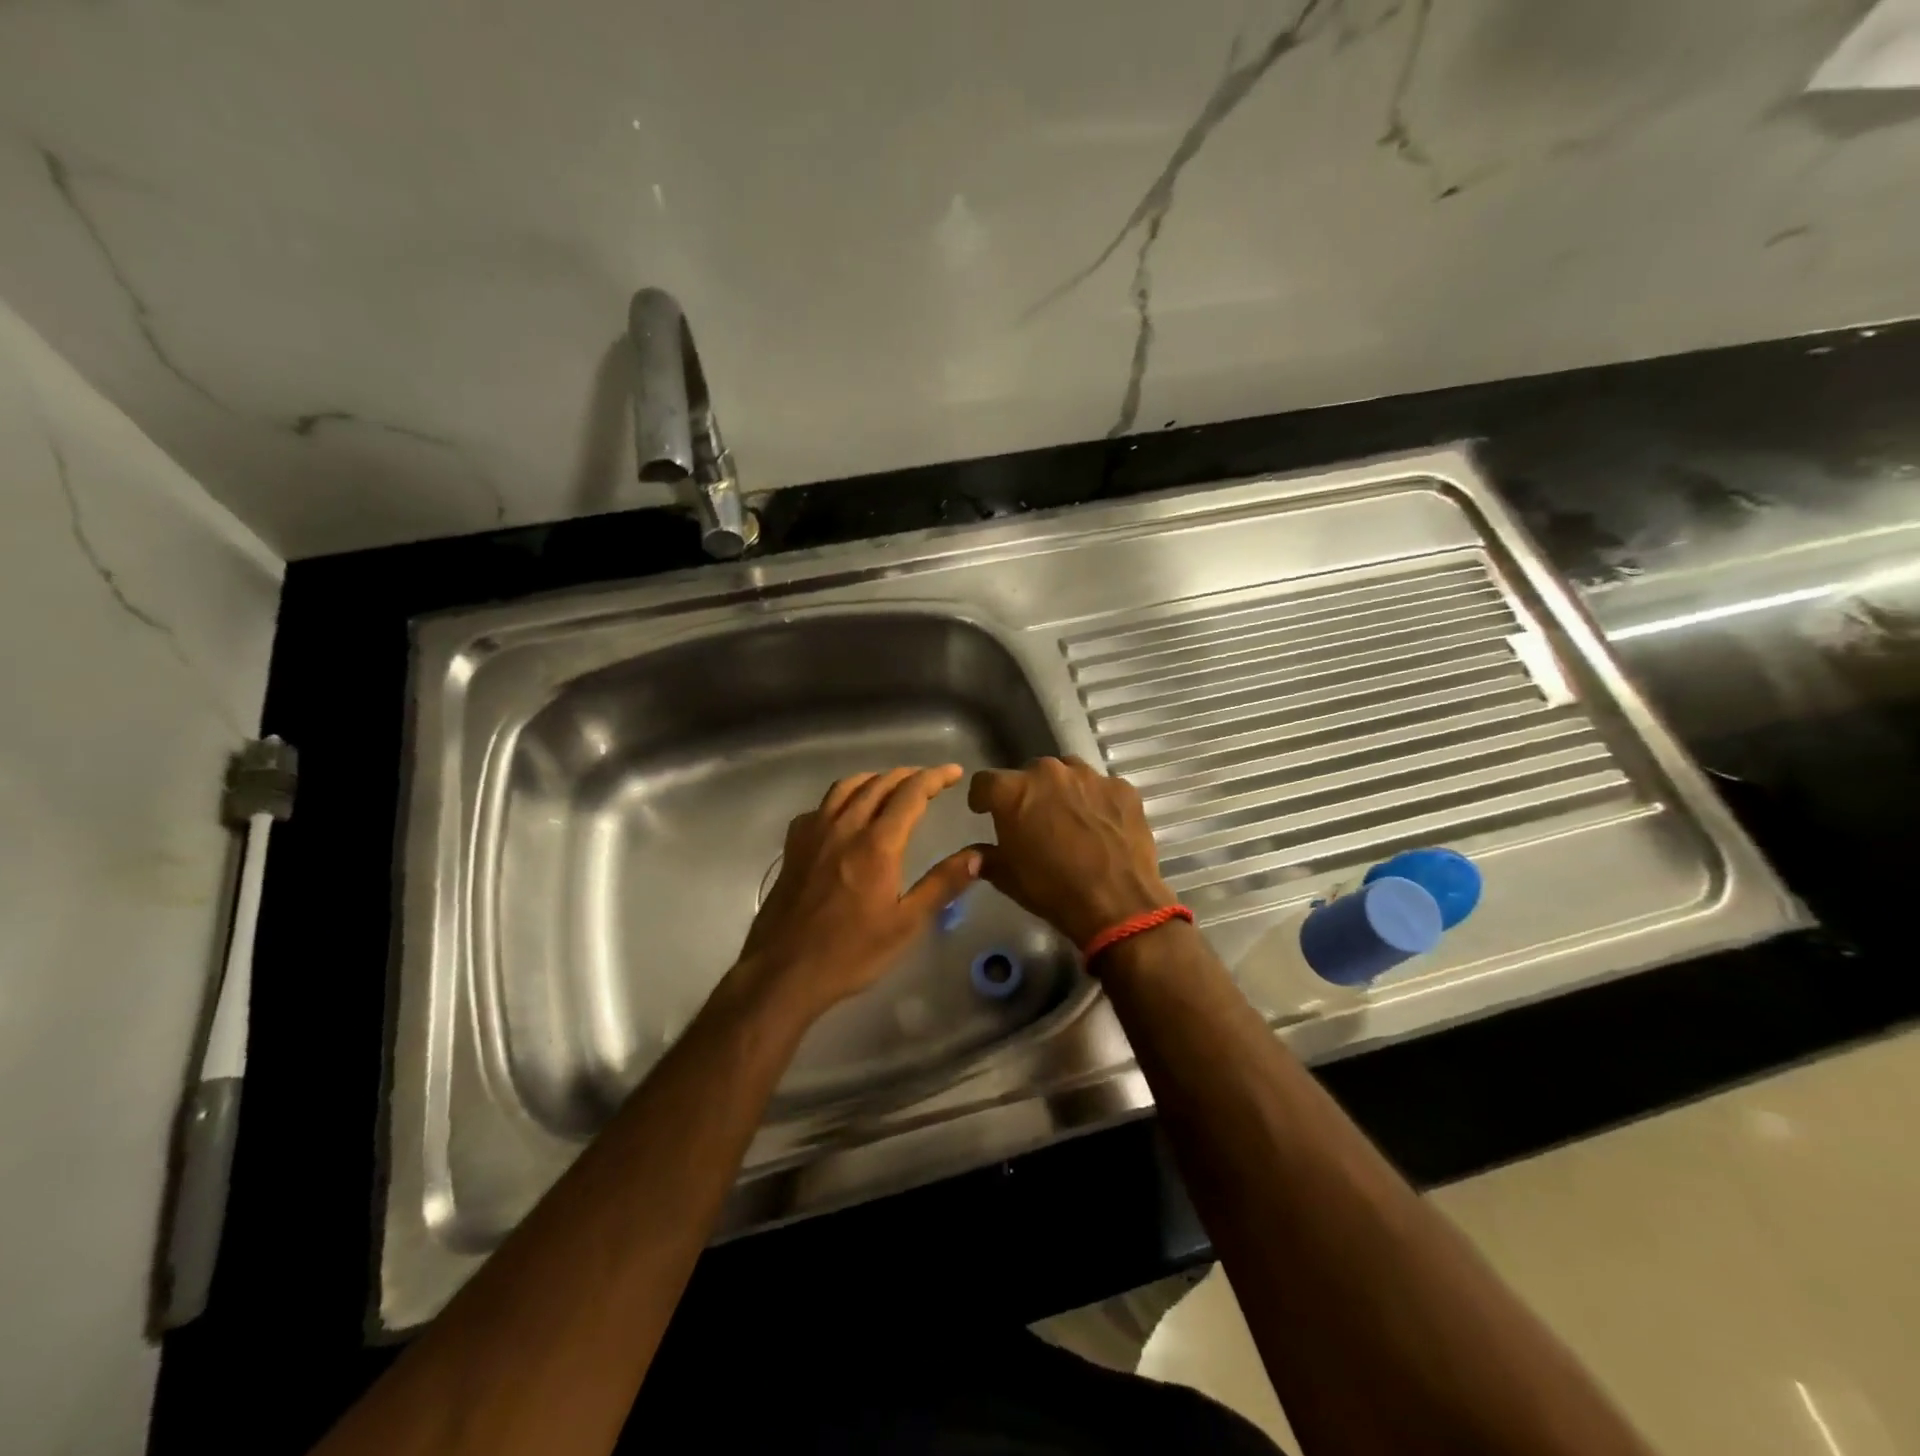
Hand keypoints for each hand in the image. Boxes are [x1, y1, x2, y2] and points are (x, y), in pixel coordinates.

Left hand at [736, 765, 981, 1019]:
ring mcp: (813, 834)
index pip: (910, 794)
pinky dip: (841, 798)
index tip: (954, 772)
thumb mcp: (906, 924)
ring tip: (891, 784)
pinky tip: (845, 814)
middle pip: (878, 784)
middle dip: (908, 775)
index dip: (935, 778)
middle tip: (930, 778)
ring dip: (874, 779)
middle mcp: (844, 828)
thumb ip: (942, 884)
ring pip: (845, 788)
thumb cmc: (851, 952)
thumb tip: (978, 855)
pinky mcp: (793, 847)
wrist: (784, 971)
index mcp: (876, 844)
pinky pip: (820, 807)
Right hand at [968, 756, 1174, 947]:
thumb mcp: (1008, 878)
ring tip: (1070, 819)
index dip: (983, 798)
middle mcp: (1049, 772)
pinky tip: (1102, 826)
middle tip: (1034, 820)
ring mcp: (1089, 777)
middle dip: (1028, 793)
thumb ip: (987, 858)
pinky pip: (1101, 788)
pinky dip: (1096, 801)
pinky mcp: (1122, 788)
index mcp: (1014, 791)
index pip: (984, 782)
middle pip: (1030, 774)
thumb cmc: (1053, 890)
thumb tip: (974, 855)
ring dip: (1063, 791)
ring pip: (1068, 774)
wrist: (1117, 904)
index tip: (985, 811)